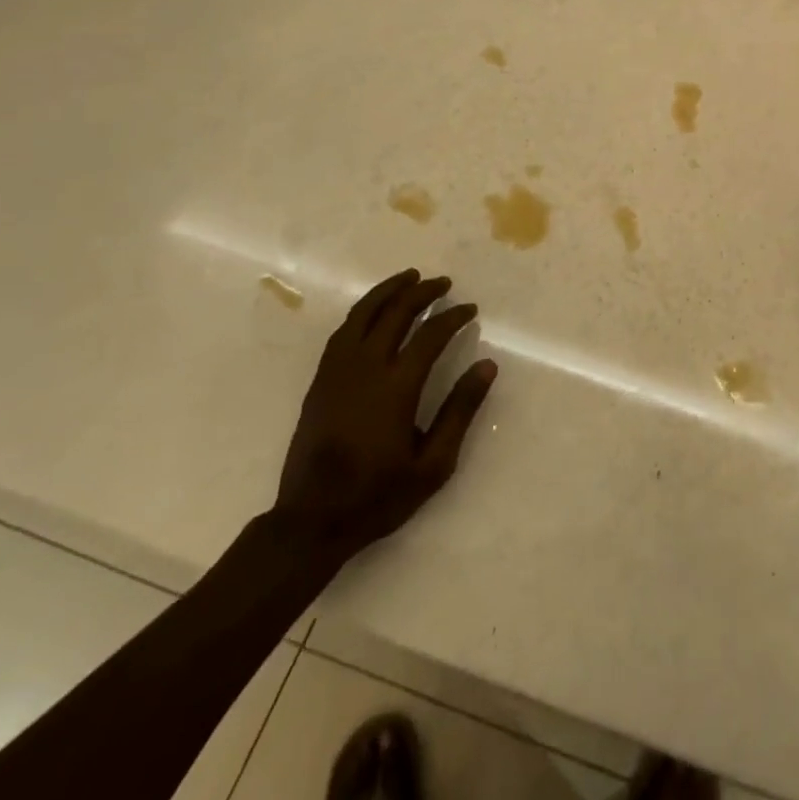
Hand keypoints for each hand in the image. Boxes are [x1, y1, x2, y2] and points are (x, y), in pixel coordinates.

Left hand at [273, 269, 496, 558]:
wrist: (311, 521)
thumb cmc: (378, 496)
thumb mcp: (433, 464)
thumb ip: (460, 410)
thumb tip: (487, 365)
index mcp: (396, 388)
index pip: (430, 335)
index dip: (453, 316)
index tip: (470, 310)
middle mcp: (365, 368)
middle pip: (395, 313)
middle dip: (422, 292)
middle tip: (443, 283)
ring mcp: (337, 371)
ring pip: (363, 314)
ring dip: (388, 291)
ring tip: (409, 278)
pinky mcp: (320, 380)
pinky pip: (343, 331)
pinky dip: (362, 311)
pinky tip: (374, 310)